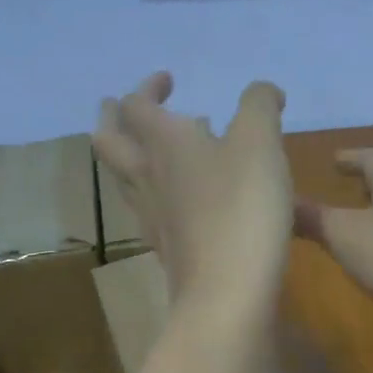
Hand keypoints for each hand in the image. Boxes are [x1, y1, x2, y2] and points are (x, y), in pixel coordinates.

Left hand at [94, 72, 293, 309]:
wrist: (227, 291)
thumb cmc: (242, 205)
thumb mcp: (261, 141)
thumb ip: (260, 105)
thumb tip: (263, 92)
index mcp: (163, 142)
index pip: (136, 105)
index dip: (147, 87)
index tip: (168, 81)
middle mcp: (146, 176)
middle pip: (108, 142)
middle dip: (113, 119)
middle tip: (123, 107)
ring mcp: (151, 216)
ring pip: (124, 178)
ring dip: (132, 155)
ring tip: (158, 149)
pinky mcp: (166, 247)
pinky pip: (148, 208)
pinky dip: (158, 190)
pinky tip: (185, 197)